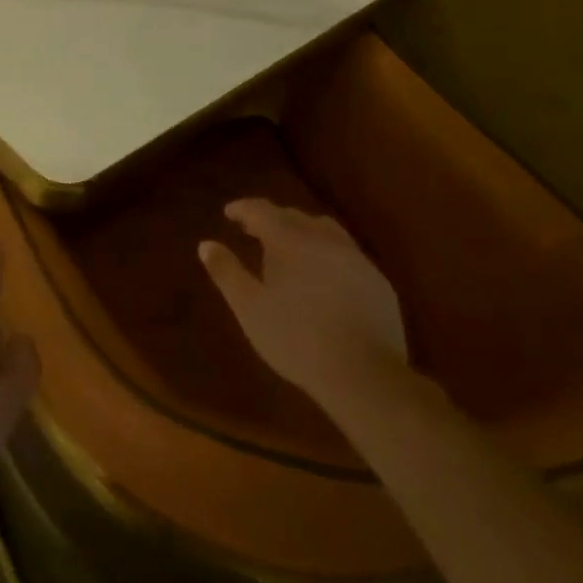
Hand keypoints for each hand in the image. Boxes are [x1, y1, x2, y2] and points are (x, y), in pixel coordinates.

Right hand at [199, 199, 408, 404]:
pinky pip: (346, 252)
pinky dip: (327, 251)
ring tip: (290, 246)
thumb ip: (226, 272)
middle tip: (253, 229)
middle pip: (294, 216)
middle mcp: (323, 239)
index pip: (262, 211)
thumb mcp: (249, 307)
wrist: (364, 373)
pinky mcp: (377, 281)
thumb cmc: (295, 338)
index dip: (243, 209)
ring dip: (303, 230)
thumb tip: (206, 244)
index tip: (229, 212)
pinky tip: (324, 273)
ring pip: (325, 230)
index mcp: (289, 241)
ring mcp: (355, 258)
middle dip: (271, 218)